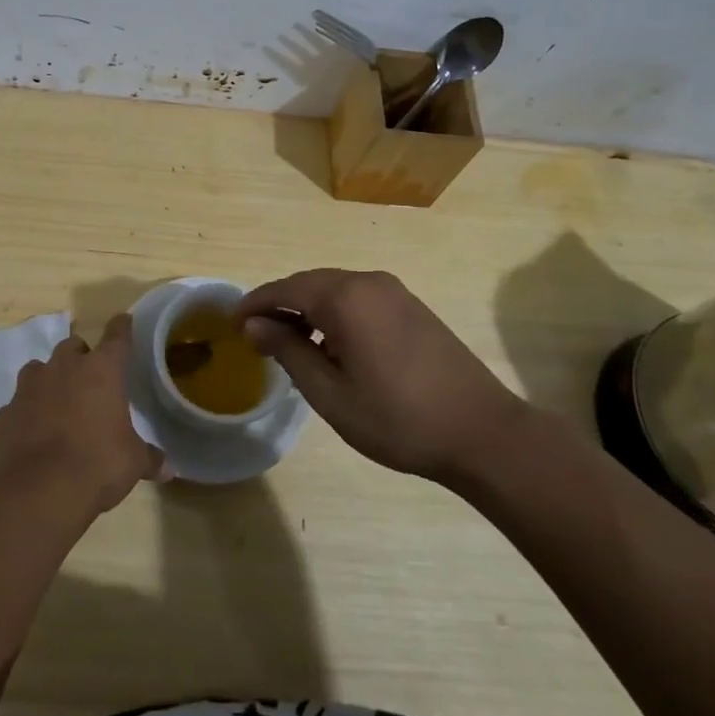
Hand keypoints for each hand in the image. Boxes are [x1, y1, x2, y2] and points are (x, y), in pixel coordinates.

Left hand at [0, 314, 163, 516]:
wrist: (39, 491)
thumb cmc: (98, 465)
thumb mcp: (132, 462)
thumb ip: (149, 458)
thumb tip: (168, 468)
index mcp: (101, 371)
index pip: (117, 337)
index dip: (122, 327)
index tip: (124, 320)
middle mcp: (63, 368)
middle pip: (72, 346)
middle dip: (81, 357)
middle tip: (90, 379)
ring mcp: (29, 388)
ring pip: (39, 369)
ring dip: (49, 379)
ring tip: (58, 402)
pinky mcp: (5, 413)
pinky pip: (18, 404)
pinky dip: (27, 413)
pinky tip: (33, 432)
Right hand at [236, 269, 524, 487]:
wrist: (483, 433)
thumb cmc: (398, 419)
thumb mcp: (330, 393)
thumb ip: (288, 351)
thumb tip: (254, 324)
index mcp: (344, 298)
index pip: (285, 289)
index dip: (254, 304)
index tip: (231, 324)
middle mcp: (368, 282)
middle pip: (309, 283)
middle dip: (280, 305)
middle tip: (256, 336)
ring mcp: (395, 292)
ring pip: (335, 289)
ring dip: (308, 309)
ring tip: (290, 344)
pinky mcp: (412, 306)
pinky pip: (359, 298)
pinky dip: (335, 313)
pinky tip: (333, 345)